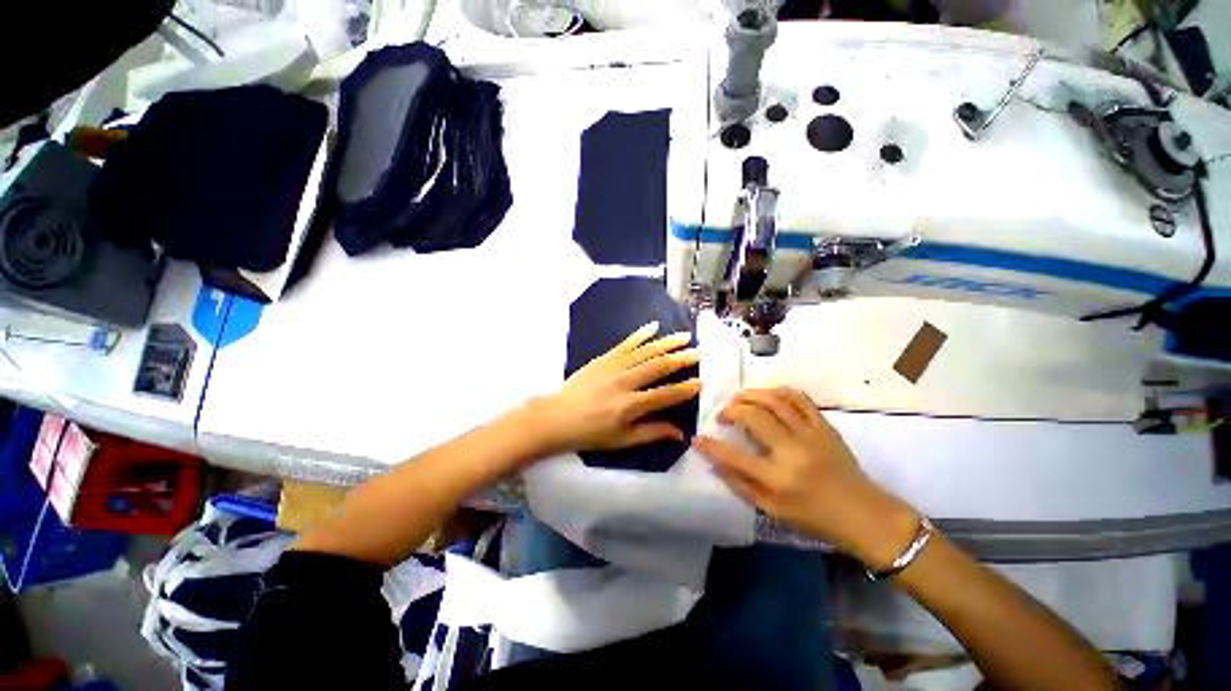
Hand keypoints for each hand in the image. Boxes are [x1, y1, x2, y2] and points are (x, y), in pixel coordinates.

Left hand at [524, 321, 701, 455]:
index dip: (685, 389)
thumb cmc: (591, 432)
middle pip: (658, 366)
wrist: (558, 416)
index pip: (665, 394)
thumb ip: (652, 433)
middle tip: (698, 352)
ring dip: (666, 342)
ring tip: (684, 336)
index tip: (702, 382)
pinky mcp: (604, 358)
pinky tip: (654, 326)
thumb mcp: (622, 440)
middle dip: (681, 358)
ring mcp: (614, 366)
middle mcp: (626, 382)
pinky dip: (640, 334)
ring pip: (645, 351)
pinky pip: (625, 343)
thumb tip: (680, 434)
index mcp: (631, 405)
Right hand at [693, 388, 918, 570]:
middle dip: (730, 410)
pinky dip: (778, 391)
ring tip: (739, 400)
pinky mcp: (824, 425)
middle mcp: (792, 451)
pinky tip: (767, 396)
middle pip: (752, 416)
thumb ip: (740, 485)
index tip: (697, 438)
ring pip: (773, 400)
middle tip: (723, 416)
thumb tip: (714, 462)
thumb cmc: (814, 517)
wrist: (864, 514)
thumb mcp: (772, 510)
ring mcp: (810, 434)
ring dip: (750, 395)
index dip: (710, 446)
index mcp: (778, 479)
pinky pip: (798, 398)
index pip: (733, 457)